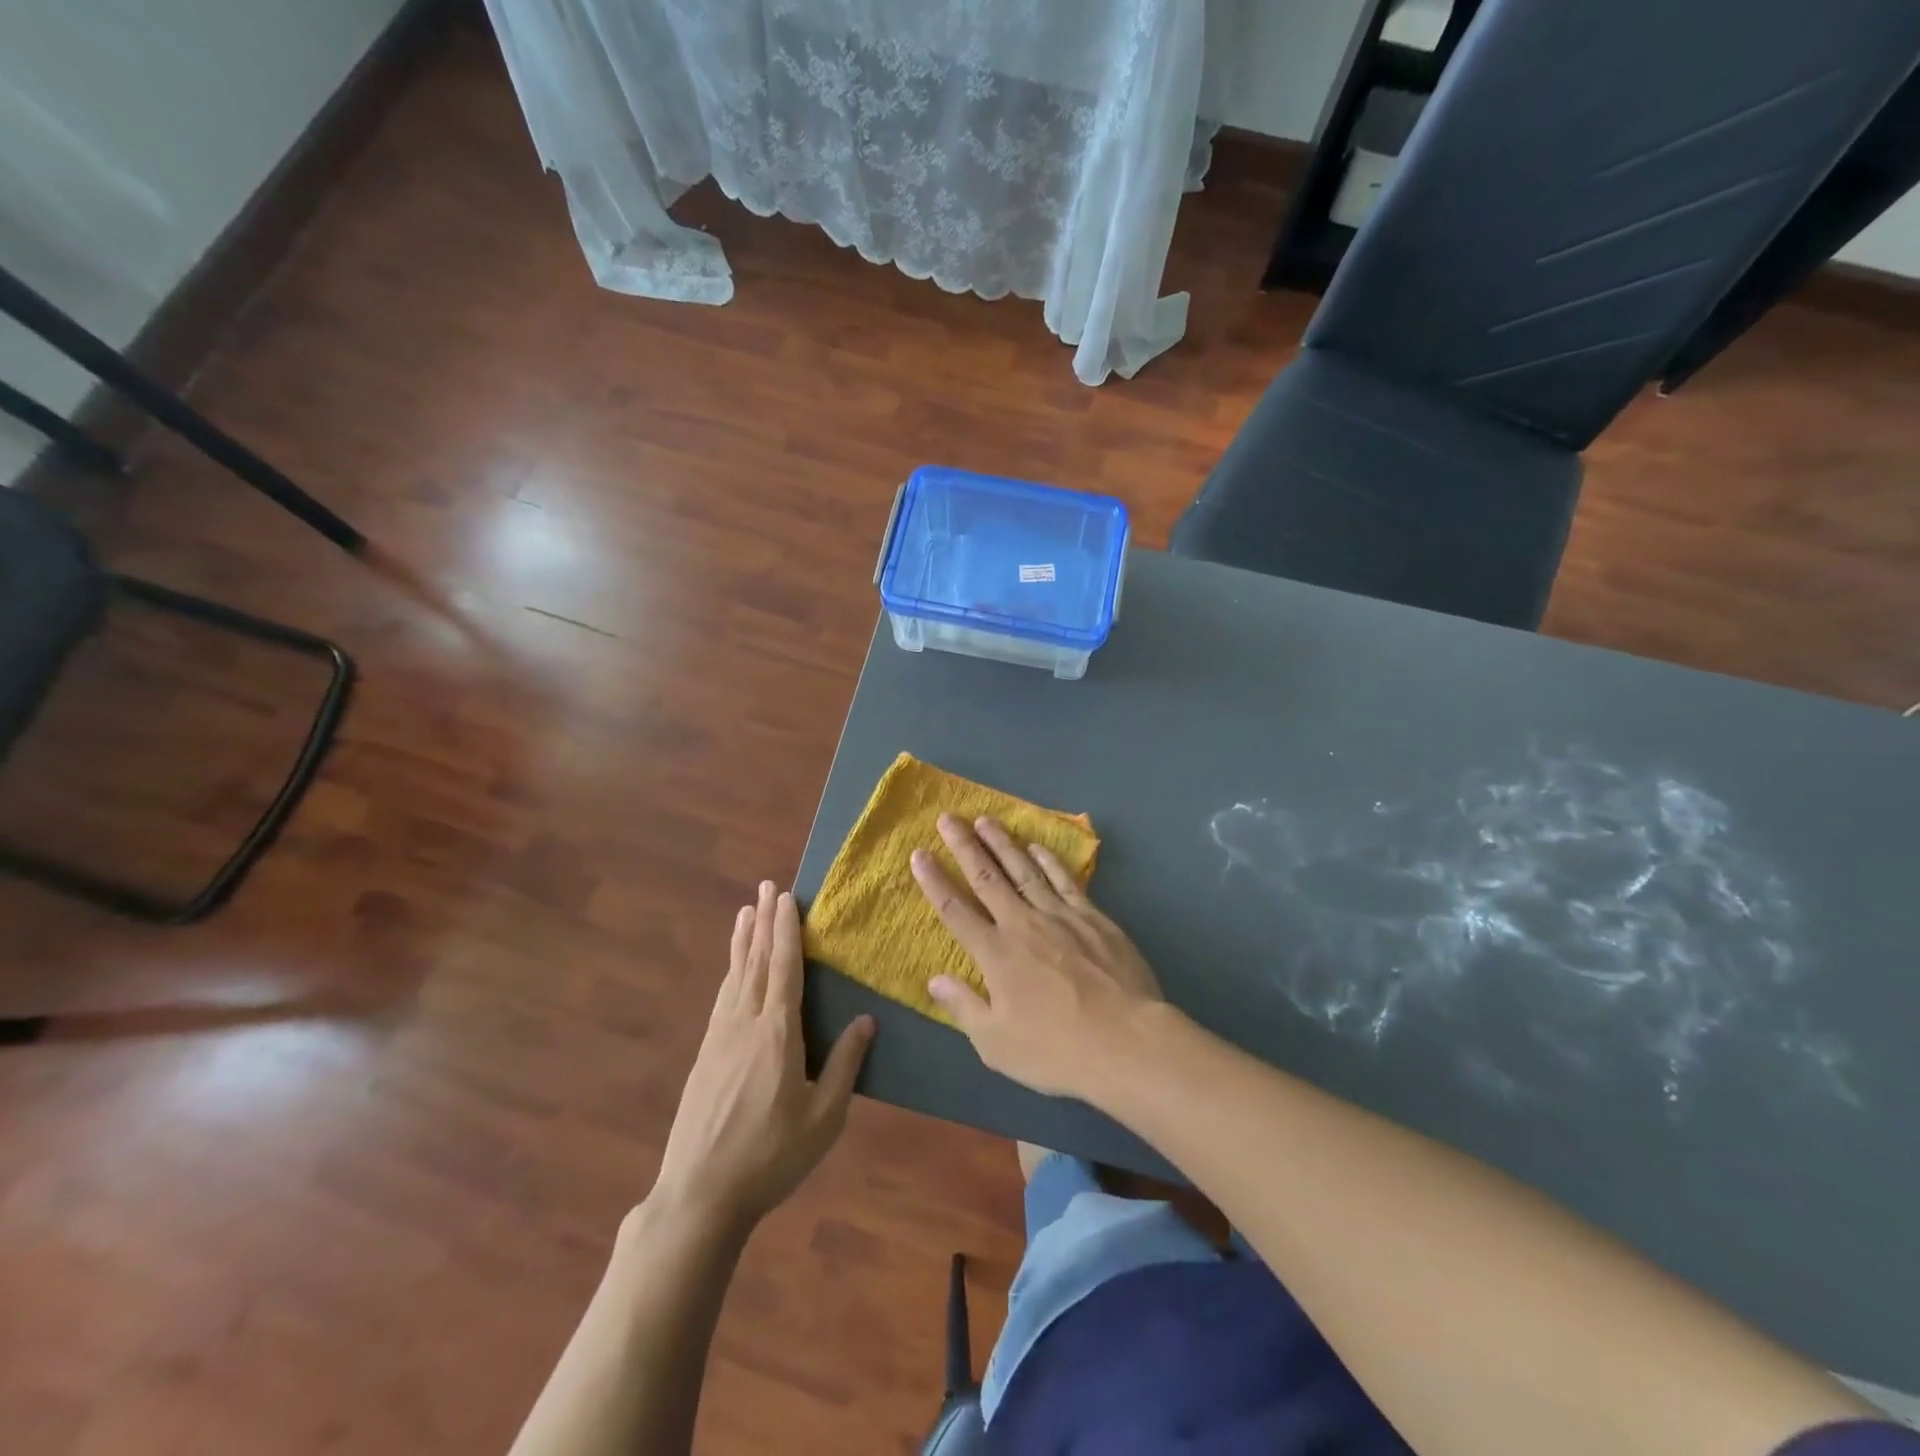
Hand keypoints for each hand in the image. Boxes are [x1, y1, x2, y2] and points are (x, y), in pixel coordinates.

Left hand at [652, 882, 873, 1229]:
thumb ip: (845, 1064)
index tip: (786, 896)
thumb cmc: (771, 1156)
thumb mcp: (823, 1117)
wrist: (700, 1194)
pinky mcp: (704, 1055)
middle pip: (757, 962)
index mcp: (778, 1033)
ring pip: (735, 976)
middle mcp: (745, 1024)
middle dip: (763, 922)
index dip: (786, 929)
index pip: (785, 967)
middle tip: (766, 888)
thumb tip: (867, 1018)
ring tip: (745, 912)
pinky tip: (732, 970)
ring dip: (743, 941)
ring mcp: (719, 1038)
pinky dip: (730, 972)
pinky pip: (722, 998)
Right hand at [910, 814, 1161, 1098]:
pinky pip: (1065, 881)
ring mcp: (1060, 916)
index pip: (955, 910)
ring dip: (1003, 843)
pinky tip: (1037, 847)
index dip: (934, 881)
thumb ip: (963, 1006)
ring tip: (986, 820)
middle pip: (987, 878)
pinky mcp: (1093, 917)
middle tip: (948, 818)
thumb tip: (934, 979)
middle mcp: (1022, 924)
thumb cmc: (1056, 1050)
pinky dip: (1048, 861)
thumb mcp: (996, 1044)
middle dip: (964, 846)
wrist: (1126, 1041)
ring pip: (1024, 870)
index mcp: (995, 954)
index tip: (919, 853)